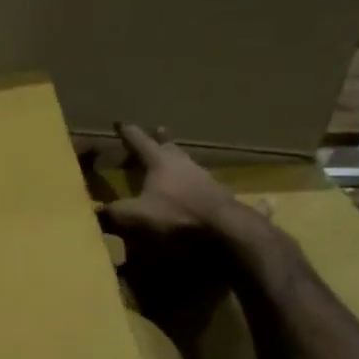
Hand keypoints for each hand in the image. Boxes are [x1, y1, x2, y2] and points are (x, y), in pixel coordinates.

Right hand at [98, 123, 258, 342]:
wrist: (226, 235)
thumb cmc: (175, 219)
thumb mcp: (133, 218)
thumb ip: (109, 215)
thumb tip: (89, 212)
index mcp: (161, 164)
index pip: (140, 143)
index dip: (128, 133)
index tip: (120, 123)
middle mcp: (188, 167)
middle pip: (172, 149)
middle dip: (162, 141)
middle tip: (160, 130)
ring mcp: (212, 184)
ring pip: (196, 169)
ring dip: (187, 165)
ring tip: (183, 163)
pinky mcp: (231, 204)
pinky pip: (237, 200)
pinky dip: (248, 201)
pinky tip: (270, 202)